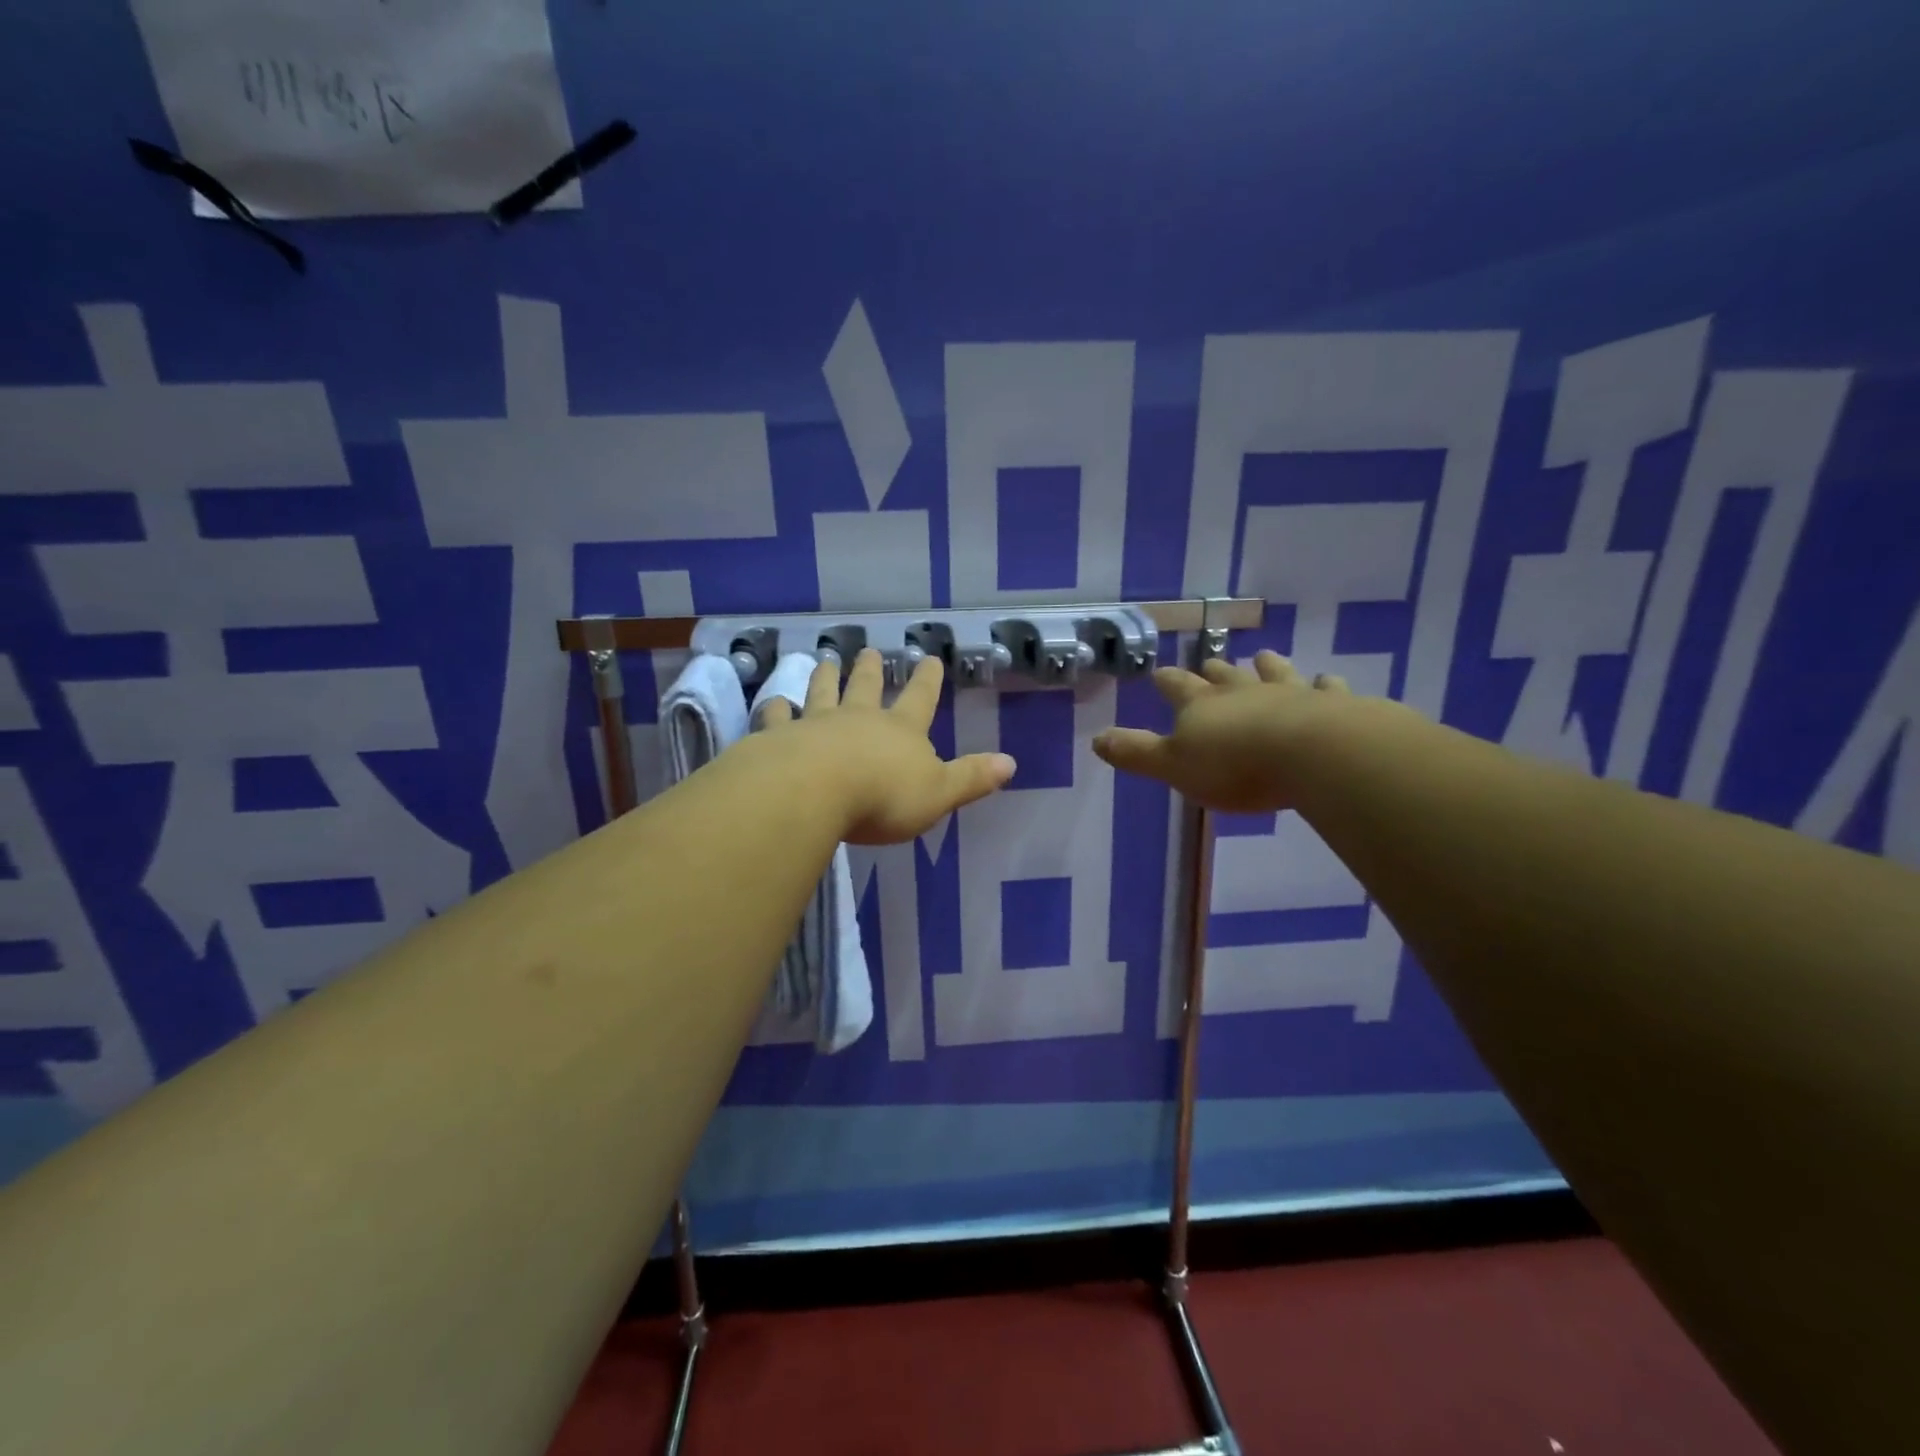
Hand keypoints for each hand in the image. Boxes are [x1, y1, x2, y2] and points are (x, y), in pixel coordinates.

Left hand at [757, 648, 1017, 844]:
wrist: (813, 793)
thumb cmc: (883, 797)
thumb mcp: (938, 793)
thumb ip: (971, 778)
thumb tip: (1011, 762)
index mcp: (900, 732)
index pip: (920, 700)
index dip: (927, 680)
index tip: (930, 658)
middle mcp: (858, 719)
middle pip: (865, 687)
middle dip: (870, 670)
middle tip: (868, 650)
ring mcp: (815, 724)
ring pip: (821, 693)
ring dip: (825, 677)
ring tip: (825, 660)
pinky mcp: (779, 738)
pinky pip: (777, 718)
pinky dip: (775, 709)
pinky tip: (772, 702)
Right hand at [1093, 650, 1369, 813]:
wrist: (1314, 754)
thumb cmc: (1235, 765)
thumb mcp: (1173, 766)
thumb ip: (1136, 753)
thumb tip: (1095, 739)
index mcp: (1201, 706)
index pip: (1177, 687)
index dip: (1167, 681)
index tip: (1160, 673)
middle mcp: (1243, 691)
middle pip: (1224, 676)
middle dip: (1214, 671)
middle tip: (1210, 664)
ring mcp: (1290, 693)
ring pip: (1273, 674)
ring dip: (1266, 667)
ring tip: (1263, 658)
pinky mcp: (1331, 705)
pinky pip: (1325, 690)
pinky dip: (1323, 686)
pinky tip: (1326, 681)